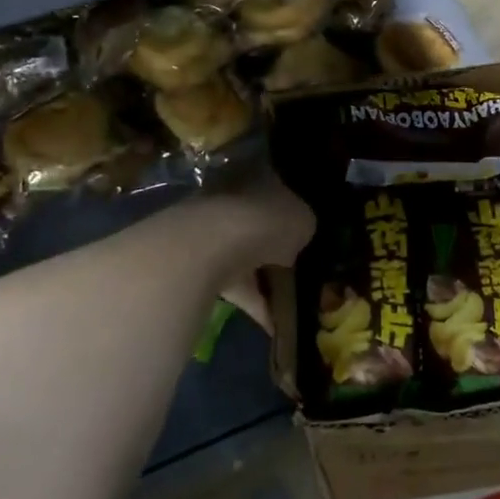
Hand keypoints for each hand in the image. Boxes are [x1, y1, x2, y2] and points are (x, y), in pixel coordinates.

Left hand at [195, 165, 315, 330]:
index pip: (276, 186)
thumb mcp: (303, 220)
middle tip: (295, 265)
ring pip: (242, 254)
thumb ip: (301, 226)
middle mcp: (229, 196)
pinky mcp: (196, 264)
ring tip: (287, 302)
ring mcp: (209, 230)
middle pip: (256, 221)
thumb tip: (296, 236)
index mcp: (256, 175)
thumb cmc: (265, 220)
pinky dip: (251, 303)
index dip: (290, 209)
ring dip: (260, 276)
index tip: (302, 231)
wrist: (211, 246)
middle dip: (272, 243)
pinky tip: (270, 323)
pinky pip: (232, 284)